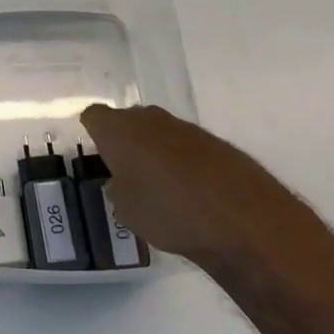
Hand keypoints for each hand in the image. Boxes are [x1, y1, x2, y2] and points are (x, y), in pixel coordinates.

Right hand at [78, 103, 307, 271]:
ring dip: (154, 150)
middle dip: (124, 141)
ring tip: (158, 185)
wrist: (240, 217)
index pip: (93, 116)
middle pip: (127, 120)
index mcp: (119, 130)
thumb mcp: (126, 210)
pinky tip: (189, 190)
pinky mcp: (213, 141)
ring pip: (158, 131)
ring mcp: (184, 127)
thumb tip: (122, 181)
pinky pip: (185, 145)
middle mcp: (149, 119)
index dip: (93, 133)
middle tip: (124, 171)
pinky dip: (181, 161)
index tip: (96, 155)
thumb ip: (118, 189)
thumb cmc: (167, 211)